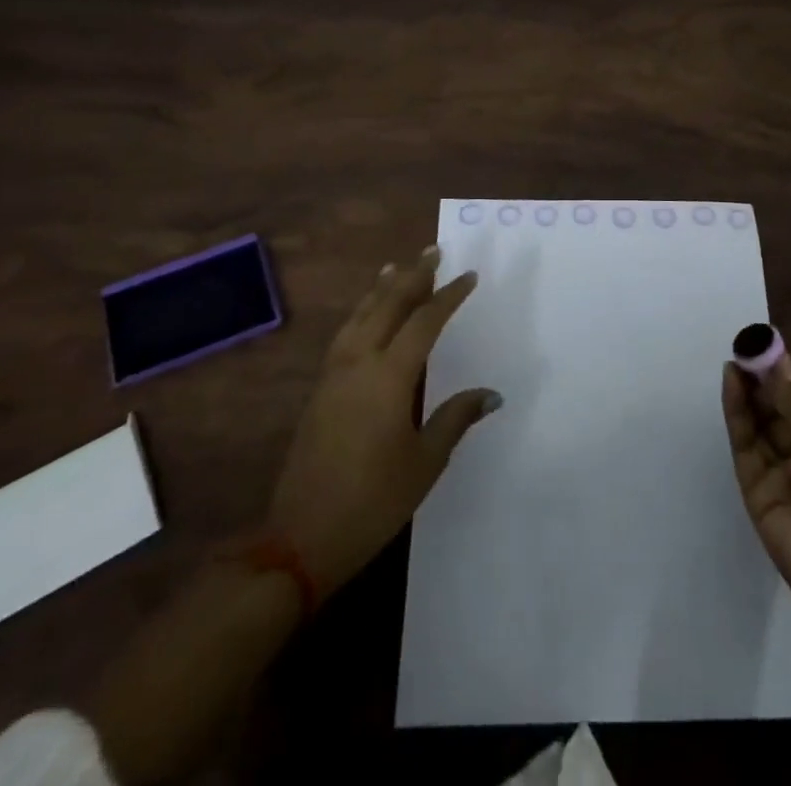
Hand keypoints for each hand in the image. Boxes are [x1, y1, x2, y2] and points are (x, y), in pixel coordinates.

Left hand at [265, 246, 501, 595]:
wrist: (298, 539)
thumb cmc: (372, 502)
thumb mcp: (424, 463)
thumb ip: (455, 419)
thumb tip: (492, 394)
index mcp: (388, 377)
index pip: (424, 322)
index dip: (448, 296)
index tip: (469, 276)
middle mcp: (358, 363)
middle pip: (387, 306)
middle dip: (413, 276)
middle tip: (433, 251)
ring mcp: (334, 375)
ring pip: (360, 315)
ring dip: (382, 289)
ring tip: (397, 267)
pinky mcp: (320, 390)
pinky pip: (345, 333)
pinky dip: (361, 312)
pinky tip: (365, 314)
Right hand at [721, 343, 790, 644]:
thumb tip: (778, 369)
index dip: (785, 374)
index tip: (768, 342)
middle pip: (775, 411)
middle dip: (761, 379)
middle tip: (746, 345)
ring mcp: (777, 475)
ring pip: (756, 424)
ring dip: (746, 391)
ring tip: (736, 357)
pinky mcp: (755, 492)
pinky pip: (744, 447)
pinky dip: (737, 414)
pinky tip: (733, 384)